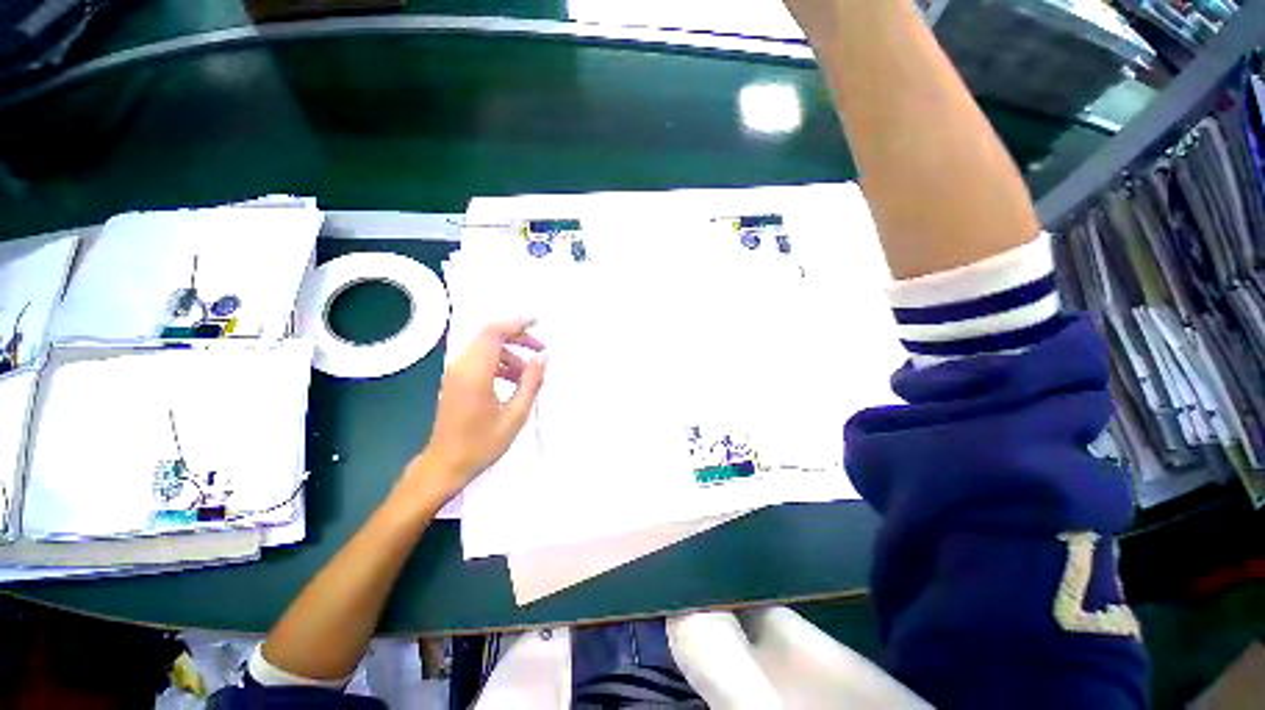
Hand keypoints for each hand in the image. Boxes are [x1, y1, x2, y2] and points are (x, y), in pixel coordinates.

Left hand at [410, 319, 547, 497]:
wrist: (445, 465)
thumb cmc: (482, 443)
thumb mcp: (515, 414)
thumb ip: (531, 381)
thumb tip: (543, 357)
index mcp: (475, 372)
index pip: (495, 332)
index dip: (517, 323)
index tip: (539, 322)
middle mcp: (461, 366)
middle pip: (491, 337)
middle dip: (518, 339)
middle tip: (541, 351)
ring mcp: (455, 373)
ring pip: (486, 349)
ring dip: (510, 354)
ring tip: (530, 374)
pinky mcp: (455, 381)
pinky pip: (480, 361)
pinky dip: (499, 364)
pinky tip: (514, 382)